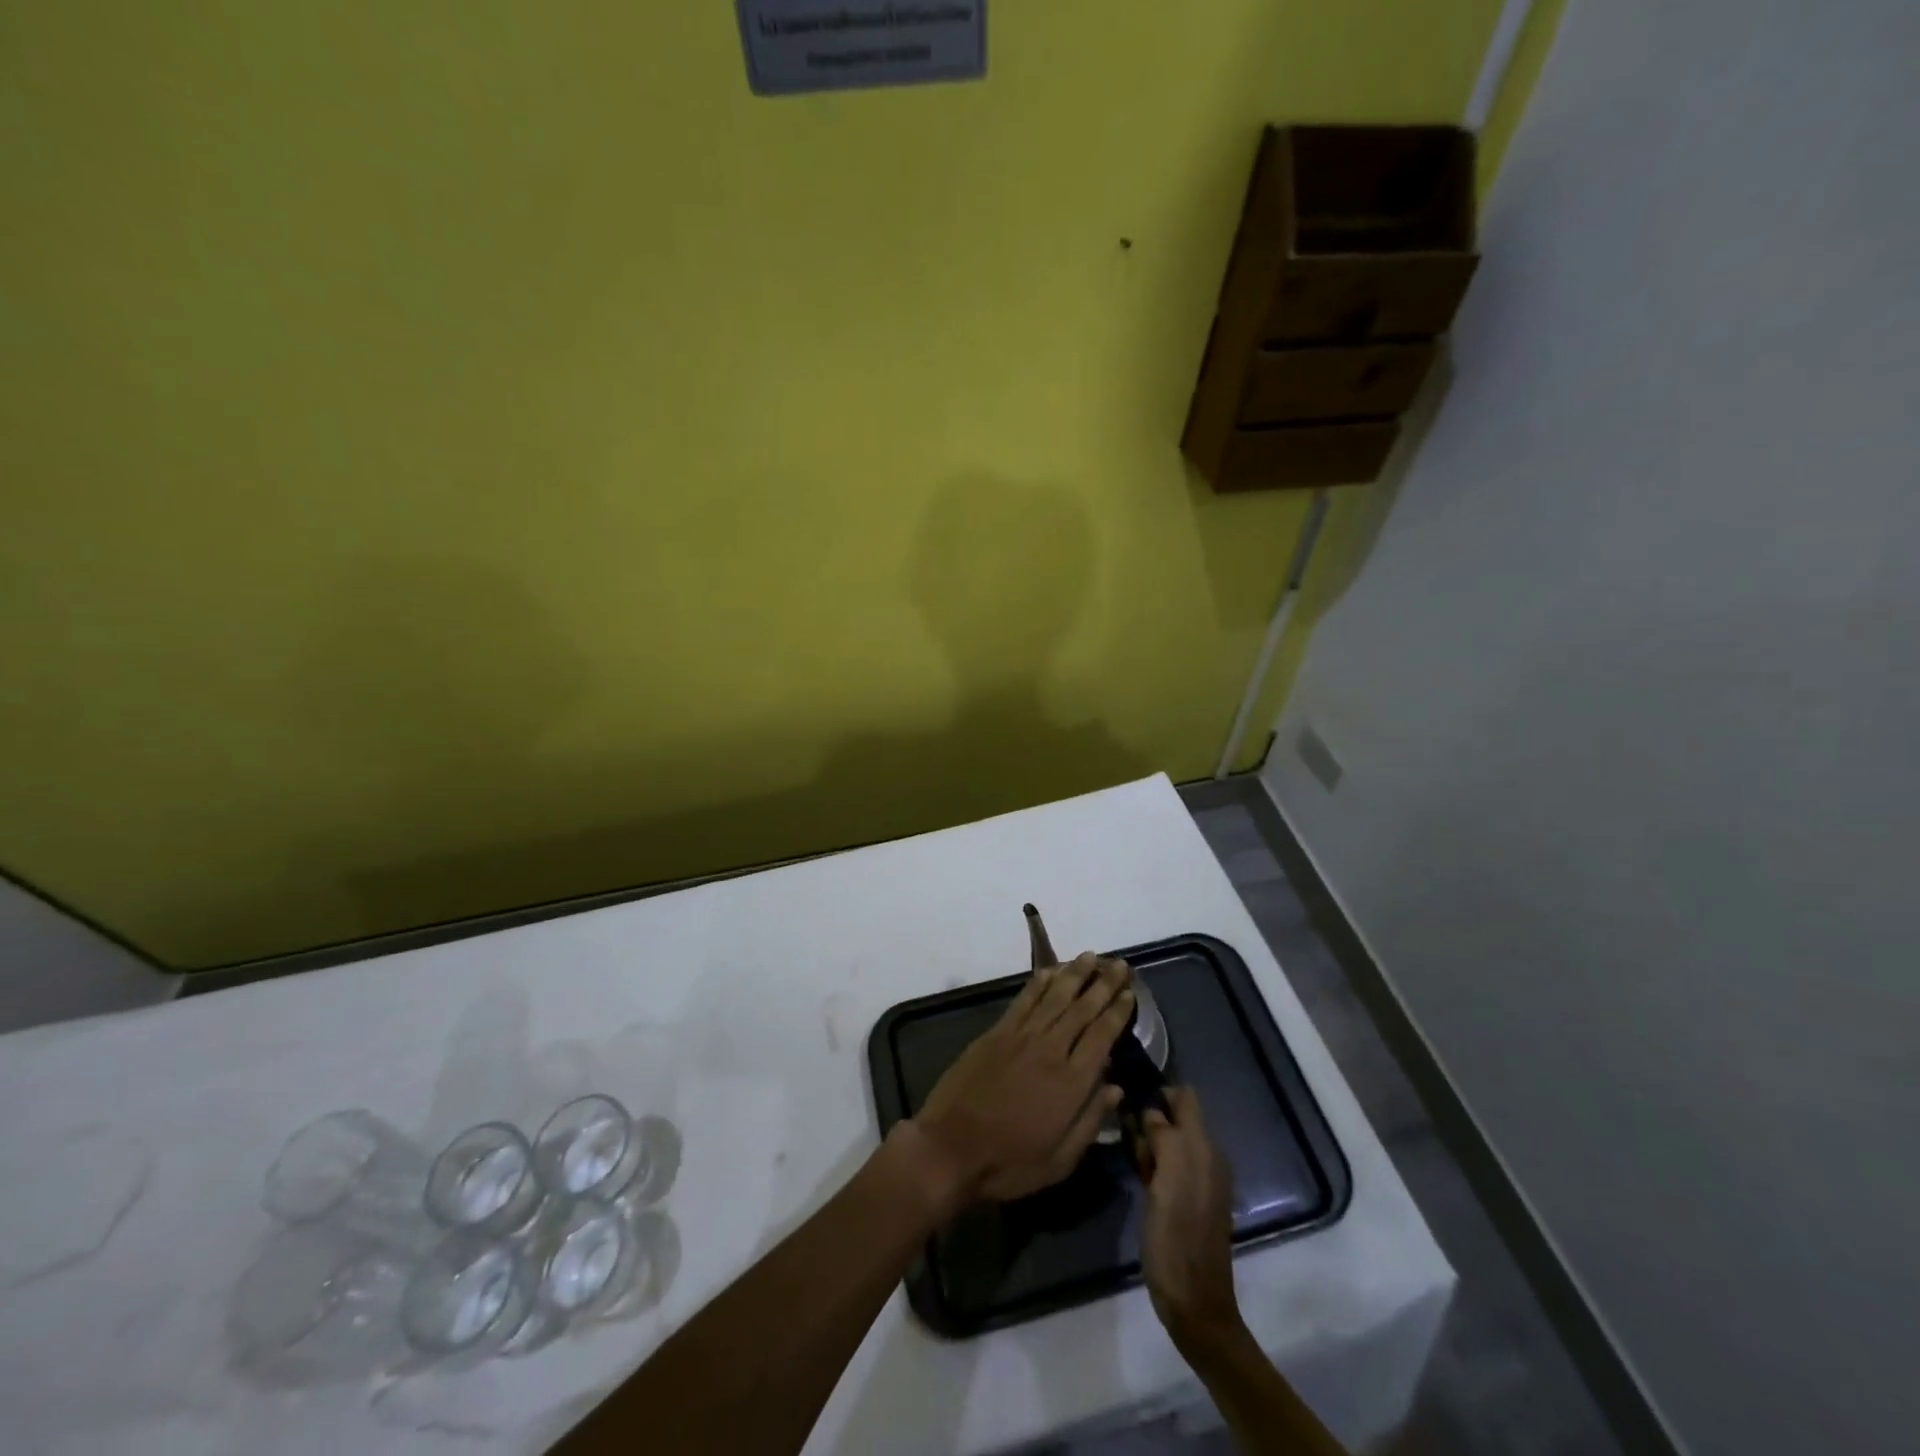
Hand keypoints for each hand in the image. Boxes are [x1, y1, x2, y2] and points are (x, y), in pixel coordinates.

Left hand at [912, 953, 1132, 1207]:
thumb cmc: (1010, 1162)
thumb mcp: (1060, 1160)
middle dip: (1103, 984)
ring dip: (1074, 974)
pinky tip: (1050, 970)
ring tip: (1090, 956)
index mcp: (1071, 1082)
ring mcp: (1021, 1037)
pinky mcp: (996, 1033)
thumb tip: (1116, 1087)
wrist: (952, 1148)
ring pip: (1054, 997)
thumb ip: (1092, 1121)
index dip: (1118, 1011)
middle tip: (1119, 963)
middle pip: (1082, 1009)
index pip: (1102, 1036)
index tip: (1130, 991)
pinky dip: (1039, 983)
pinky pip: (1024, 1000)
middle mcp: (1050, 1050)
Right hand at [1136, 1086, 1242, 1348]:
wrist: (1193, 1301)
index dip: (1158, 1089)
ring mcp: (1198, 1179)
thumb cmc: (1176, 1238)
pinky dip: (1152, 1159)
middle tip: (1119, 1123)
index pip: (1185, 1097)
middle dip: (1149, 1115)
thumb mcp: (1167, 1180)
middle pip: (1176, 1117)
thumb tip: (1151, 1110)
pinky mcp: (1187, 1199)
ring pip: (1170, 1140)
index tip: (1128, 1091)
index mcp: (1204, 1148)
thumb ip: (1163, 1136)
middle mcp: (1206, 1156)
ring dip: (1147, 1138)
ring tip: (1122, 1144)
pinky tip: (1135, 1167)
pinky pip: (1169, 1164)